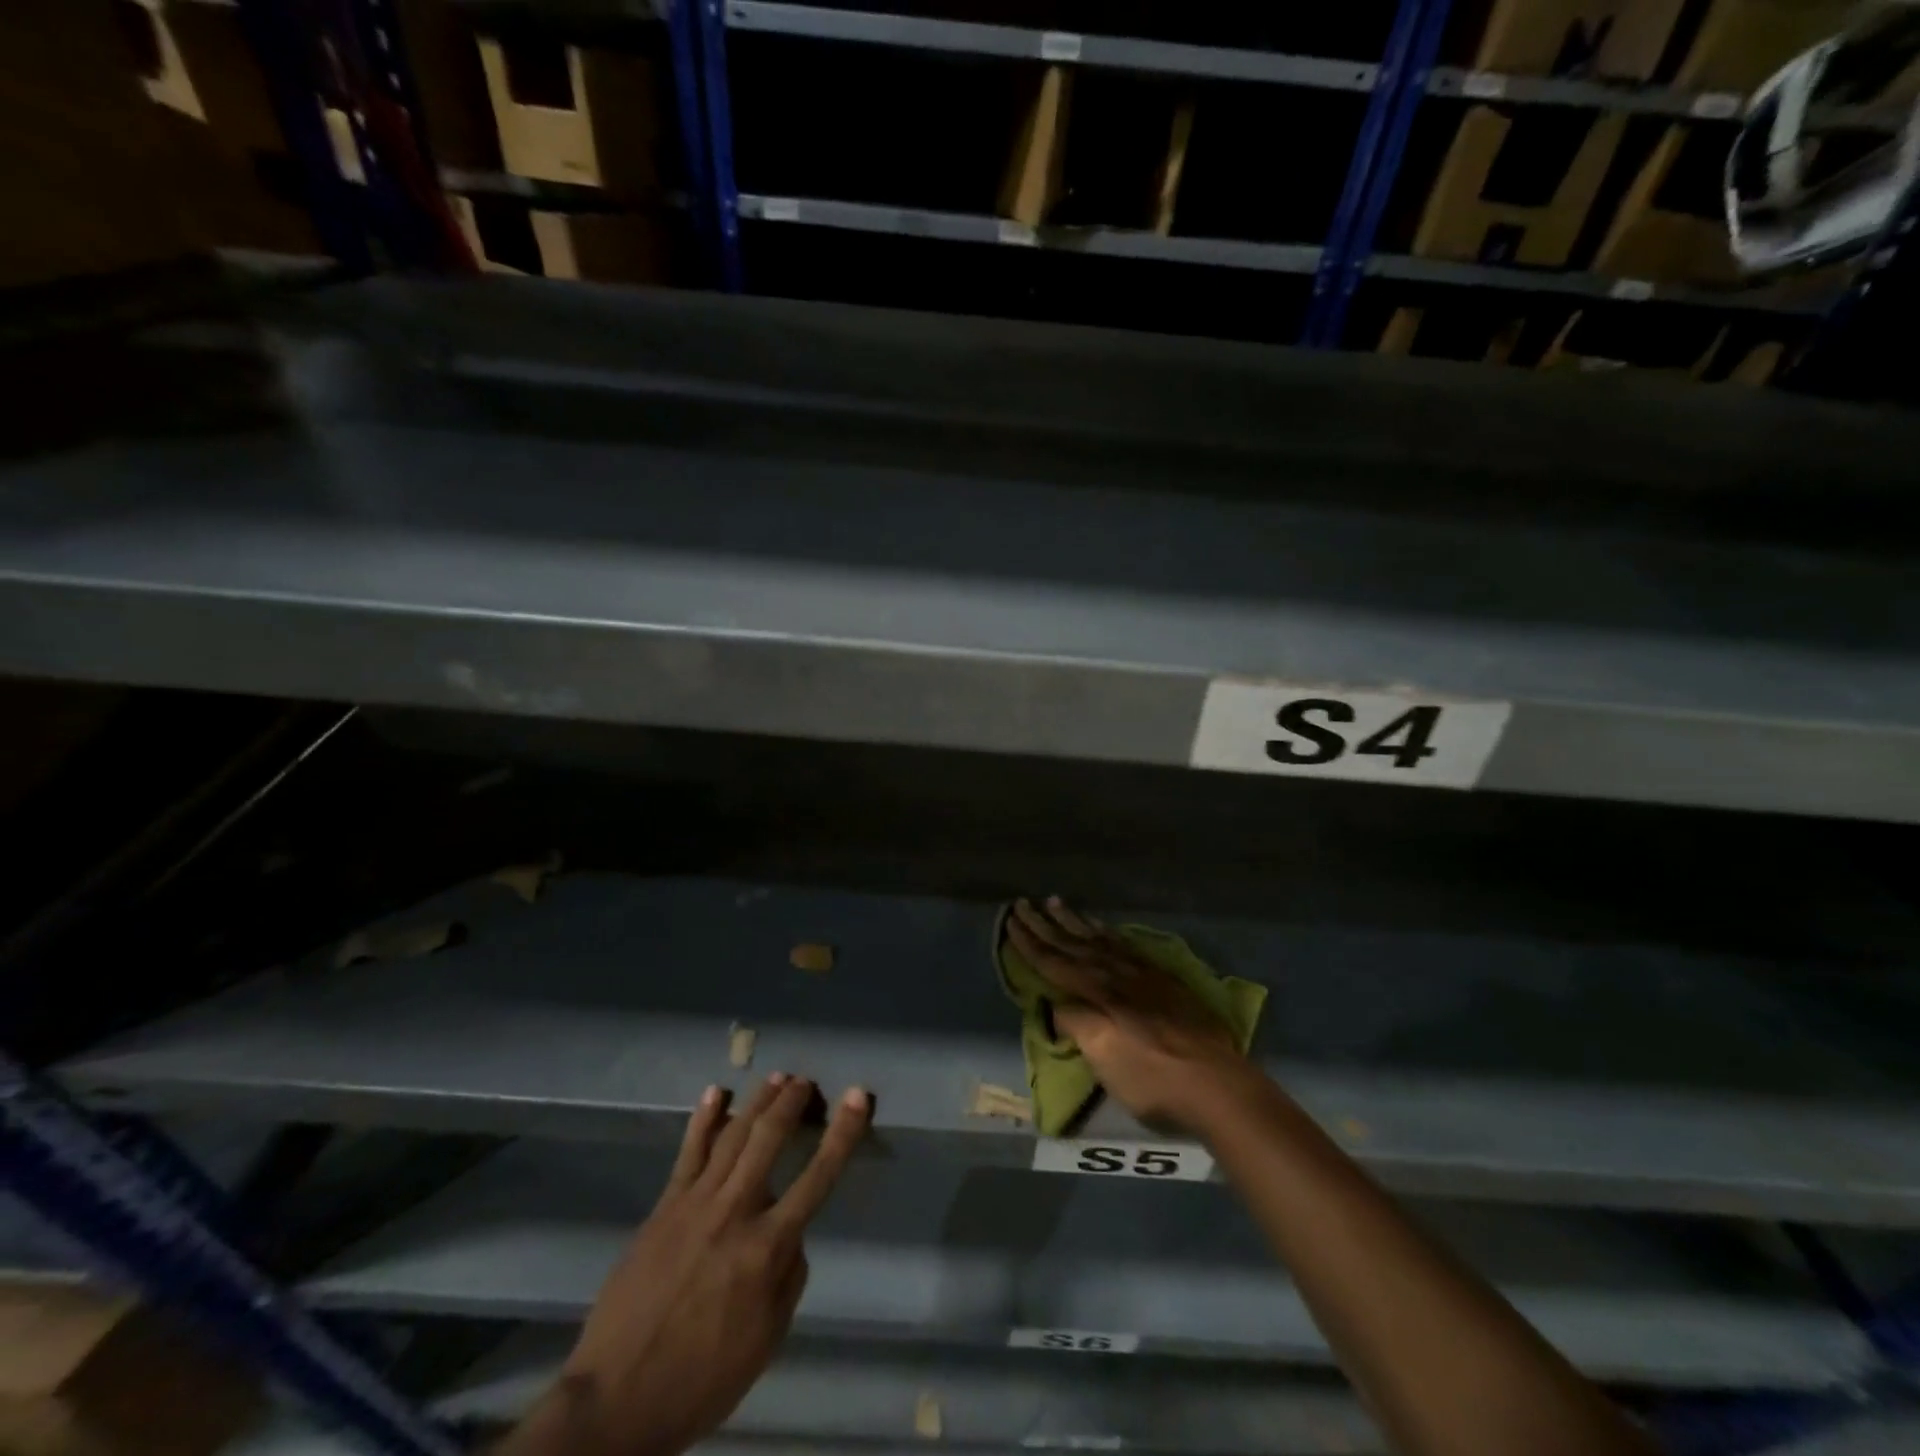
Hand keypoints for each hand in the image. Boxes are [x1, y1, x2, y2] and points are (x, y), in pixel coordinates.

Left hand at [504, 1074, 871, 1455]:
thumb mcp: (766, 1341)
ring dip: (757, 1101)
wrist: (615, 1399)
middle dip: (792, 1102)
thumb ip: (788, 1278)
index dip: (842, 1133)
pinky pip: (688, 1152)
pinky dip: (704, 1118)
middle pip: (769, 1139)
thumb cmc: (701, 1377)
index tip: (857, 1097)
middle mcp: (734, 1212)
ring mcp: (695, 1203)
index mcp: (767, 1248)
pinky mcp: (664, 1206)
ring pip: (732, 1135)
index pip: (818, 1176)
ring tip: (777, 1077)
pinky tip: (716, 1092)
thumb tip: (793, 1234)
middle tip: (807, 1080)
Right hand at [1007, 897, 1261, 1133]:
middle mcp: (1116, 975)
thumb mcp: (1104, 1057)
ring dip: (1075, 921)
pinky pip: (1126, 945)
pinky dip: (1108, 933)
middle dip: (1046, 925)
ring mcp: (1142, 975)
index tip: (1011, 921)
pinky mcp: (1164, 980)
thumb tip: (1058, 1004)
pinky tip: (1103, 929)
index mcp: (1097, 994)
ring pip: (1099, 939)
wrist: (1216, 1083)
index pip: (1054, 963)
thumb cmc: (1152, 1078)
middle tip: (1024, 903)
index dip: (1030, 943)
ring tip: (1057, 903)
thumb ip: (1077, 1024)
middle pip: (1073, 945)